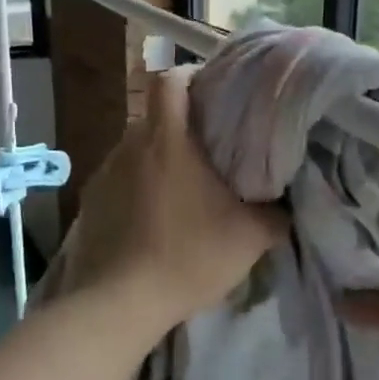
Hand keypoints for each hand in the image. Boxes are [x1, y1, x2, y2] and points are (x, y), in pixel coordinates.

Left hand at [68, 68, 286, 334]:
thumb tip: (288, 206)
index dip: (193, 75)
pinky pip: (120, 180)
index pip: (171, 79)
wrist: (119, 304)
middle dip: (183, 124)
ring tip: (184, 187)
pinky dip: (139, 187)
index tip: (217, 91)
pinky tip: (154, 218)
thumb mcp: (250, 238)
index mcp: (167, 139)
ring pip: (137, 149)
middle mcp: (129, 145)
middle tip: (213, 147)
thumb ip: (276, 215)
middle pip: (156, 115)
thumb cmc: (189, 257)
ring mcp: (104, 174)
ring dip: (160, 158)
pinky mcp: (90, 203)